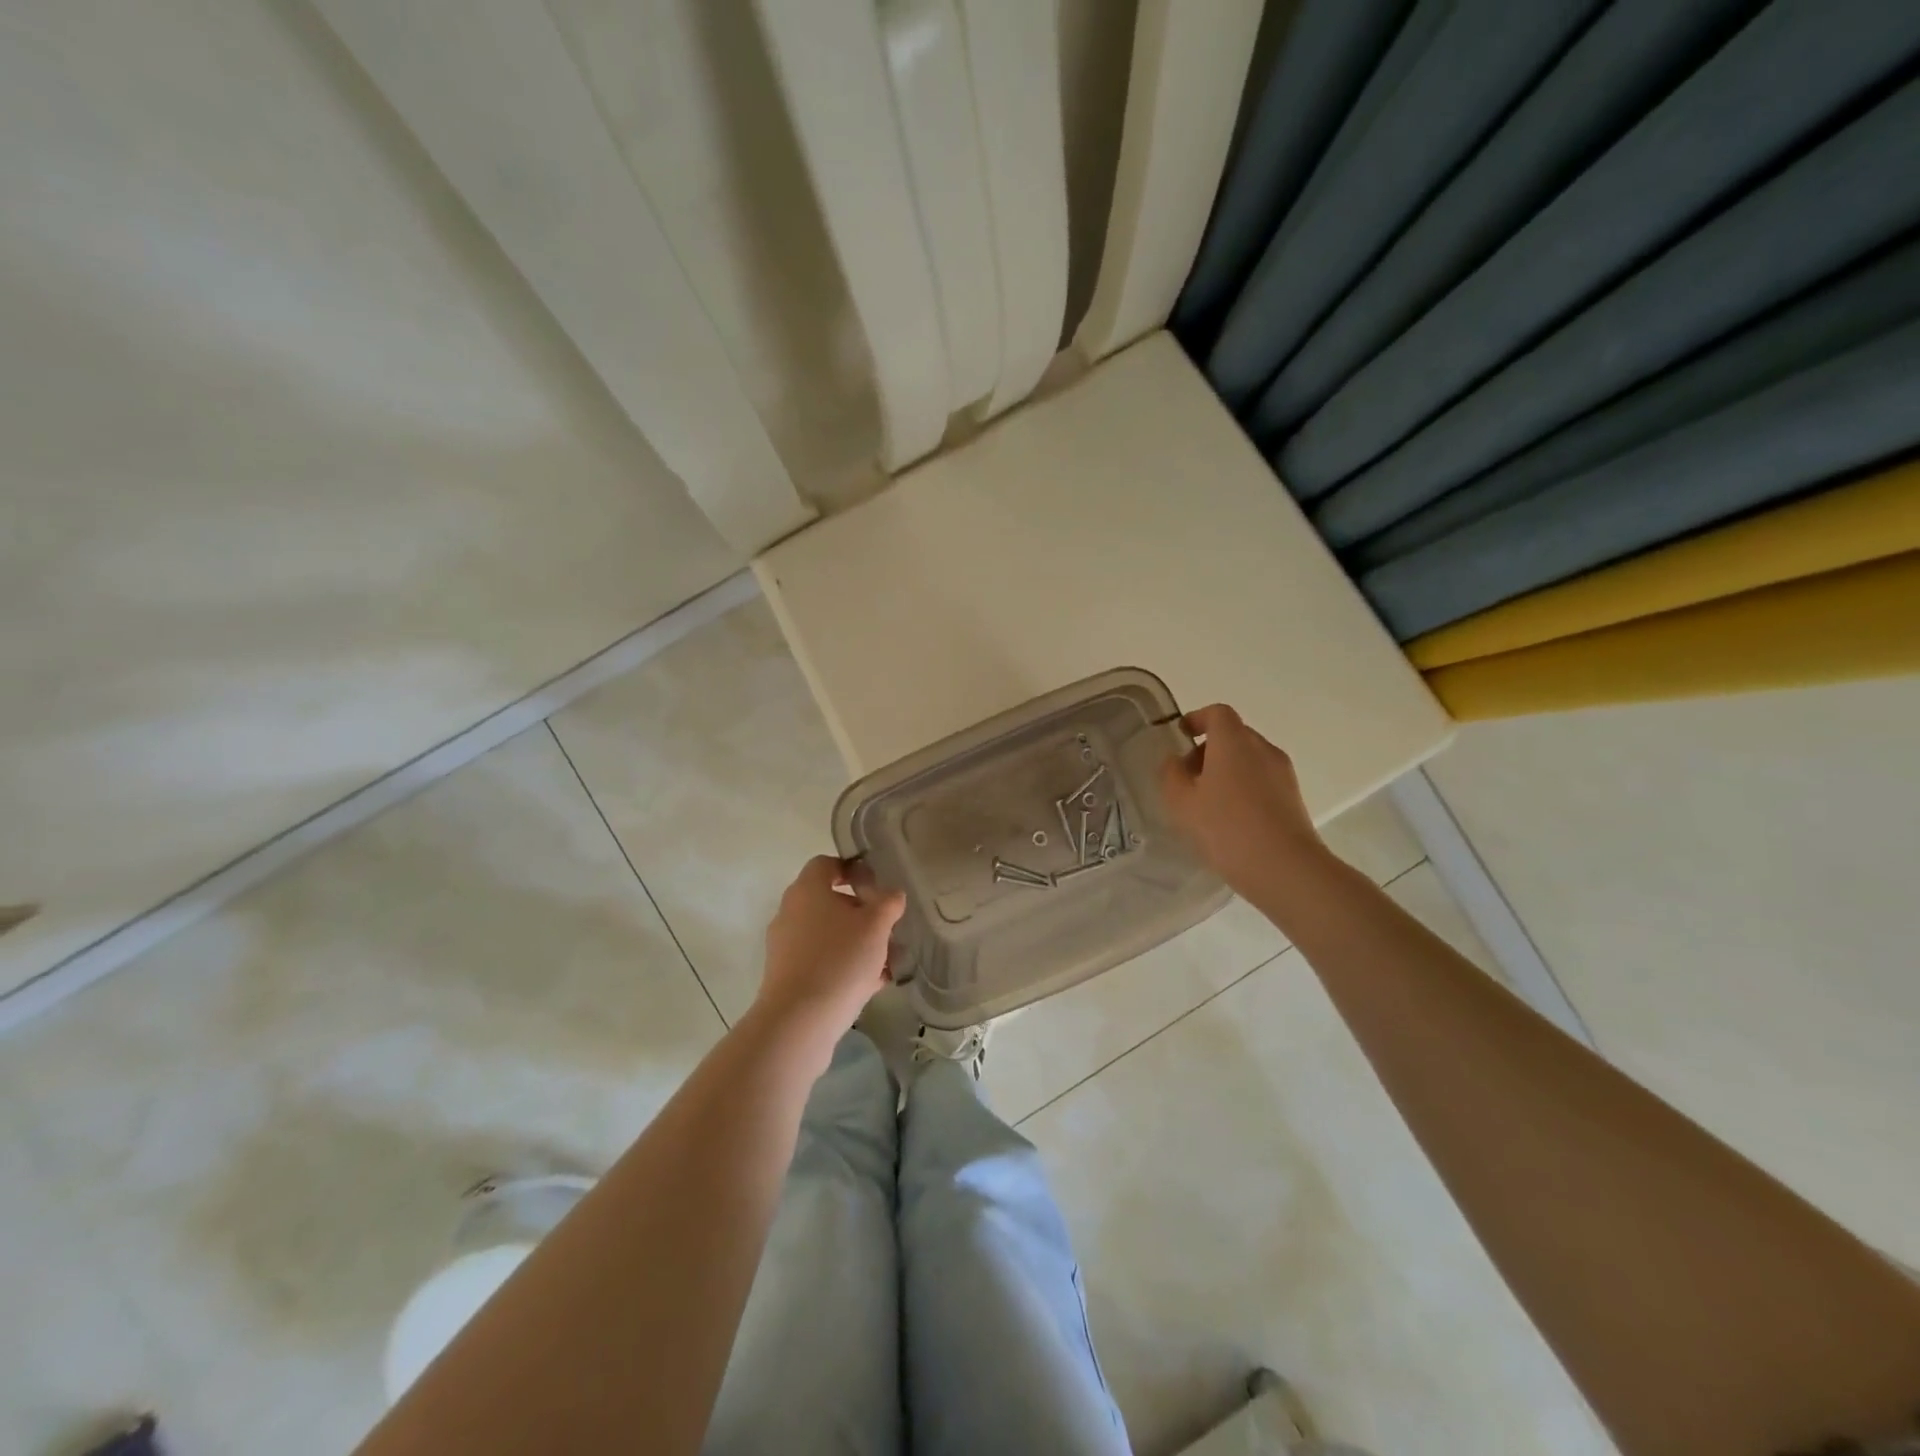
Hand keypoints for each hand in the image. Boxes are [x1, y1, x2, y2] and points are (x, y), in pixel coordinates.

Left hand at [757, 856, 904, 1037]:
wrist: (799, 1021)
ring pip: (829, 934)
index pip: (827, 863)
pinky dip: (844, 965)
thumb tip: (891, 895)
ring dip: (857, 943)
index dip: (854, 869)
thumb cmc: (840, 960)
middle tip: (887, 929)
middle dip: (863, 913)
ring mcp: (785, 945)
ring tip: (887, 963)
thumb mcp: (876, 925)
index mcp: (807, 889)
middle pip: (830, 901)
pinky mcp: (787, 975)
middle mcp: (791, 911)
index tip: (878, 887)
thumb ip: (888, 903)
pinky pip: (821, 960)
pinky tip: (870, 985)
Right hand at [1159, 704, 1328, 897]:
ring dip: (1225, 770)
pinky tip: (1230, 819)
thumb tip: (1174, 761)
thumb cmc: (1226, 828)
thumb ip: (1171, 775)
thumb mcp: (1182, 803)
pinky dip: (1243, 786)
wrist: (1284, 868)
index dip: (1197, 719)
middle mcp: (1262, 749)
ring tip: (1206, 803)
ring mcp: (1282, 773)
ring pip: (1248, 758)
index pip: (1218, 713)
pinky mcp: (1293, 796)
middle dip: (1208, 749)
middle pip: (1233, 735)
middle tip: (1187, 778)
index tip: (1181, 736)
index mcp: (1234, 742)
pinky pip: (1262, 779)